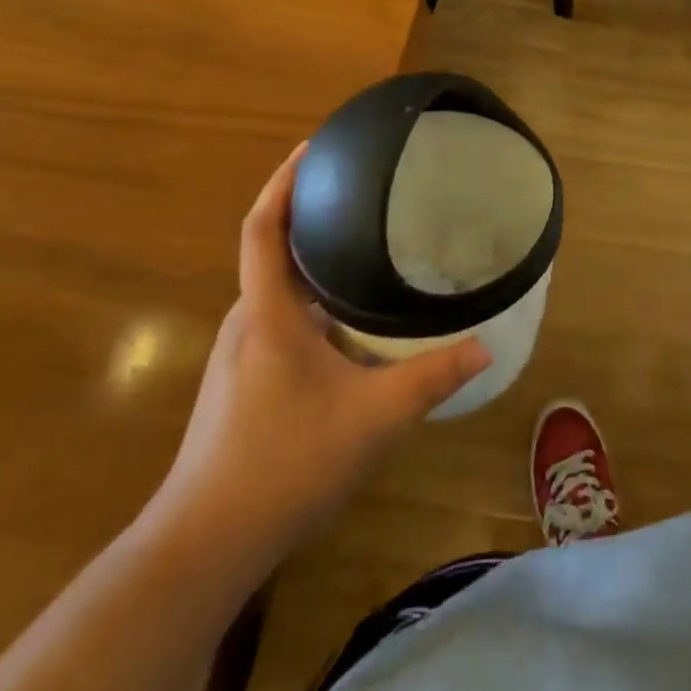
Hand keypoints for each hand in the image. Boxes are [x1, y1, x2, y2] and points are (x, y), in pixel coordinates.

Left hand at [149, 146, 489, 568]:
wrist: (204, 544)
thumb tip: (485, 347)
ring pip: (278, 290)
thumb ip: (432, 378)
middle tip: (363, 194)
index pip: (263, 227)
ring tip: (365, 248)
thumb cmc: (284, 463)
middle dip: (310, 215)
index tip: (314, 146)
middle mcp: (246, 323)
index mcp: (267, 314)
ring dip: (312, 261)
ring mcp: (239, 355)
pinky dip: (312, 300)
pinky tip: (349, 323)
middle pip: (272, 250)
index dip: (284, 181)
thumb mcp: (373, 417)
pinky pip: (280, 319)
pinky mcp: (243, 382)